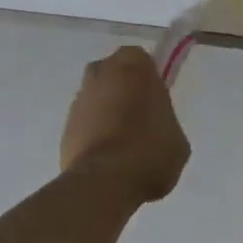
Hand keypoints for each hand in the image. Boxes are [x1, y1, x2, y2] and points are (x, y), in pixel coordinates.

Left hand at [61, 46, 190, 206]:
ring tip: (121, 144)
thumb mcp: (177, 137)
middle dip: (123, 90)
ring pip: (96, 97)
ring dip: (105, 112)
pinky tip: (105, 158)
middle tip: (139, 119)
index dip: (148, 81)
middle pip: (114, 74)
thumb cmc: (149, 150)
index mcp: (134, 64)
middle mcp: (103, 71)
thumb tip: (156, 128)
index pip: (142, 60)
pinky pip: (84, 123)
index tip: (155, 103)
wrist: (105, 182)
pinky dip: (92, 133)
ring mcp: (80, 98)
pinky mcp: (65, 125)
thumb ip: (165, 121)